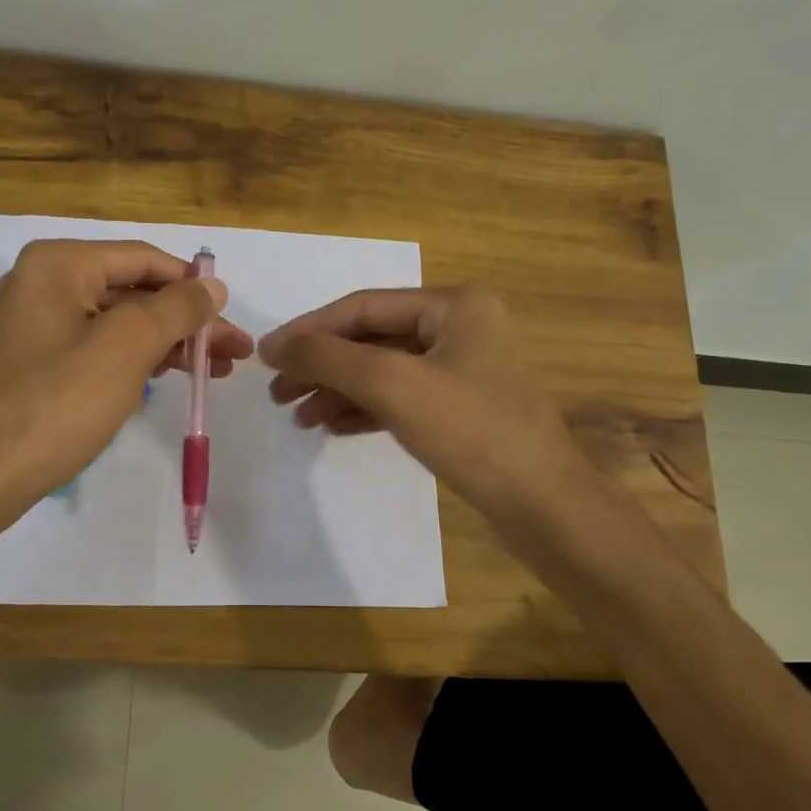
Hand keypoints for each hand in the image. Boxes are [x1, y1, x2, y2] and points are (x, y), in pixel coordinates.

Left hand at [0, 239, 251, 511]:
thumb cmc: (57, 403)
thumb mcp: (127, 347)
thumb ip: (176, 309)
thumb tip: (212, 285)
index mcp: (60, 265)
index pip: (144, 259)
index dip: (193, 286)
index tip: (231, 319)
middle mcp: (43, 283)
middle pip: (134, 292)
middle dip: (186, 322)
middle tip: (233, 354)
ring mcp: (36, 324)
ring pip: (118, 324)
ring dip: (167, 344)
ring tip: (213, 373)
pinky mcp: (35, 363)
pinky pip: (97, 349)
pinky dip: (135, 361)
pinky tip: (165, 379)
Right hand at [258, 285, 588, 525]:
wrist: (543, 505)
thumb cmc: (471, 431)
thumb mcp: (392, 385)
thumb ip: (328, 358)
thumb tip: (273, 345)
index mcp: (455, 305)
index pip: (364, 307)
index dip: (310, 330)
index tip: (267, 356)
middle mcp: (462, 327)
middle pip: (373, 339)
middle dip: (324, 367)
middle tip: (278, 394)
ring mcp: (465, 369)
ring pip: (385, 371)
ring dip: (340, 391)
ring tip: (298, 417)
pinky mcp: (463, 408)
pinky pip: (402, 398)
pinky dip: (366, 410)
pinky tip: (333, 427)